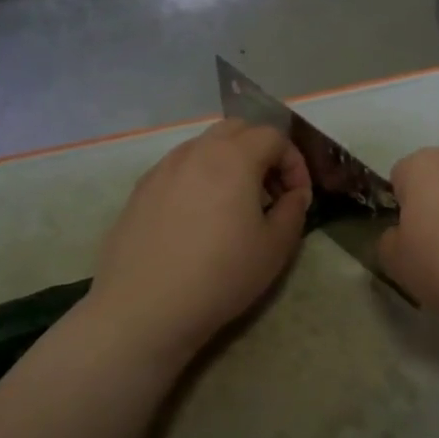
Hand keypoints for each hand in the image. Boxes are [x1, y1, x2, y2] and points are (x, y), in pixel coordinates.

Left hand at [87, 119, 311, 362]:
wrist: (145, 308)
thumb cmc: (220, 275)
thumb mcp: (274, 248)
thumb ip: (293, 211)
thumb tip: (294, 195)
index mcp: (233, 158)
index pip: (274, 137)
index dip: (294, 163)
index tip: (298, 198)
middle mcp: (195, 152)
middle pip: (237, 130)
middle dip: (262, 151)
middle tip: (270, 191)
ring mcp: (163, 169)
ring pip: (204, 146)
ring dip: (229, 163)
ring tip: (235, 205)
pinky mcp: (140, 190)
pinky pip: (179, 169)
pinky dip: (200, 178)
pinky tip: (199, 219)